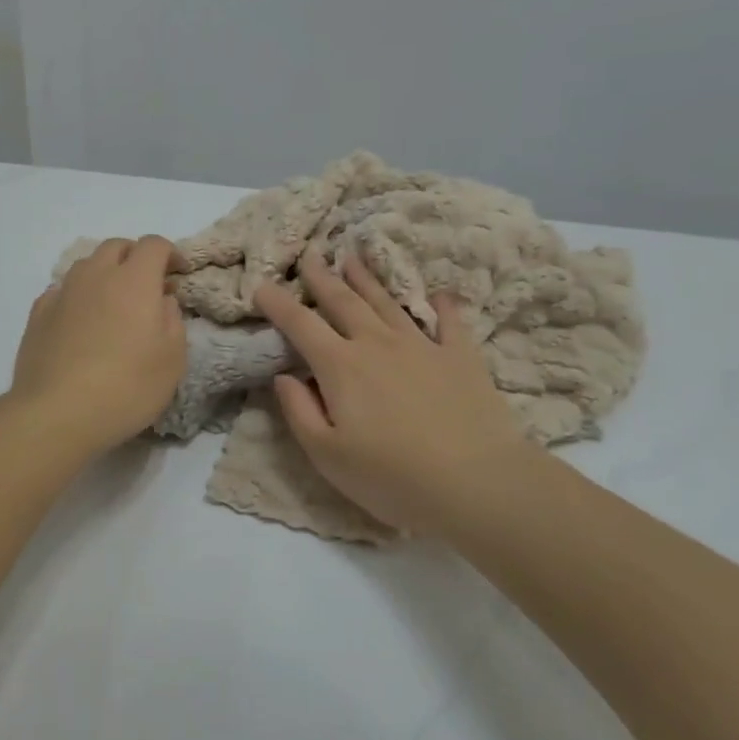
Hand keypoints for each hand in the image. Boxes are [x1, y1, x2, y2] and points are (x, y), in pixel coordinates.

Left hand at [9, 236, 186, 453]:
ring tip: (112, 304)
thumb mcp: (172, 359)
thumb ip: (172, 320)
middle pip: (116, 246)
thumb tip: (162, 301)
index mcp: (134, 281)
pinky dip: (77, 295)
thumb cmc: (126, 387)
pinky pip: (62, 290)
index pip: (154, 245)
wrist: (57, 413)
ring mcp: (63, 293)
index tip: (178, 275)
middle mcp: (96, 276)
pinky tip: (80, 321)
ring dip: (104, 273)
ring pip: (86, 265)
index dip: (170, 253)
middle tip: (146, 287)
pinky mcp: (38, 314)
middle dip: (135, 257)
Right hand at [254, 252, 538, 534]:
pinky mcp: (461, 357)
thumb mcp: (327, 455)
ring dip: (367, 280)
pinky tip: (438, 294)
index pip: (300, 325)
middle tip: (310, 255)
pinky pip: (449, 322)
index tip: (261, 285)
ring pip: (387, 303)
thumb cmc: (392, 476)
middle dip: (322, 277)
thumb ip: (299, 411)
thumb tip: (283, 376)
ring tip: (352, 258)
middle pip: (343, 301)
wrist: (477, 483)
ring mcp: (422, 346)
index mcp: (340, 366)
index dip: (278, 303)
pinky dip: (442, 305)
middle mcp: (377, 344)